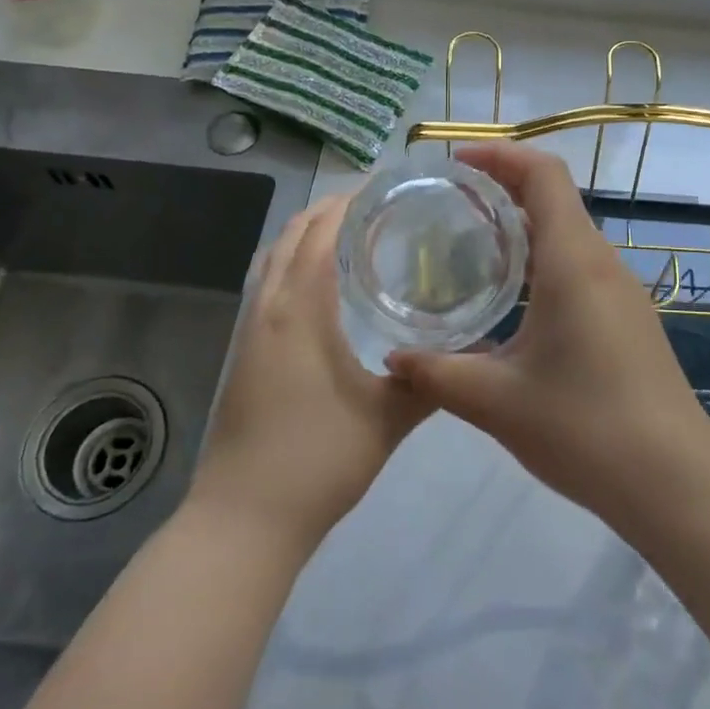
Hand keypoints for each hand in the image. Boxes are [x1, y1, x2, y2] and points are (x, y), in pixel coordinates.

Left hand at [189, 195, 431, 550]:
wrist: (243, 519)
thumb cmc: (318, 461)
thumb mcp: (387, 419)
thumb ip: (428, 381)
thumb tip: (465, 355)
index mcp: (300, 312)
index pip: (320, 235)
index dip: (347, 204)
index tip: (383, 189)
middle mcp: (269, 310)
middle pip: (291, 237)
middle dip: (327, 211)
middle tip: (374, 206)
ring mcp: (250, 332)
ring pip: (273, 261)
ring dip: (304, 236)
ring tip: (347, 233)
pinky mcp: (244, 355)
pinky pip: (266, 286)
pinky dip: (290, 265)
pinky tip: (318, 287)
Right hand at [385, 143, 709, 523]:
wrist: (674, 481)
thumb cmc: (584, 428)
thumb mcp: (496, 402)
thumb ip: (437, 374)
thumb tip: (393, 359)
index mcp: (572, 261)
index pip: (544, 174)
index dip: (500, 155)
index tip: (456, 164)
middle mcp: (601, 263)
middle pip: (555, 198)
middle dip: (503, 188)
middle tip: (449, 204)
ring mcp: (621, 291)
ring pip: (569, 234)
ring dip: (523, 227)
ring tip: (471, 246)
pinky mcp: (629, 319)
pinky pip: (580, 267)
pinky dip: (542, 260)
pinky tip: (512, 300)